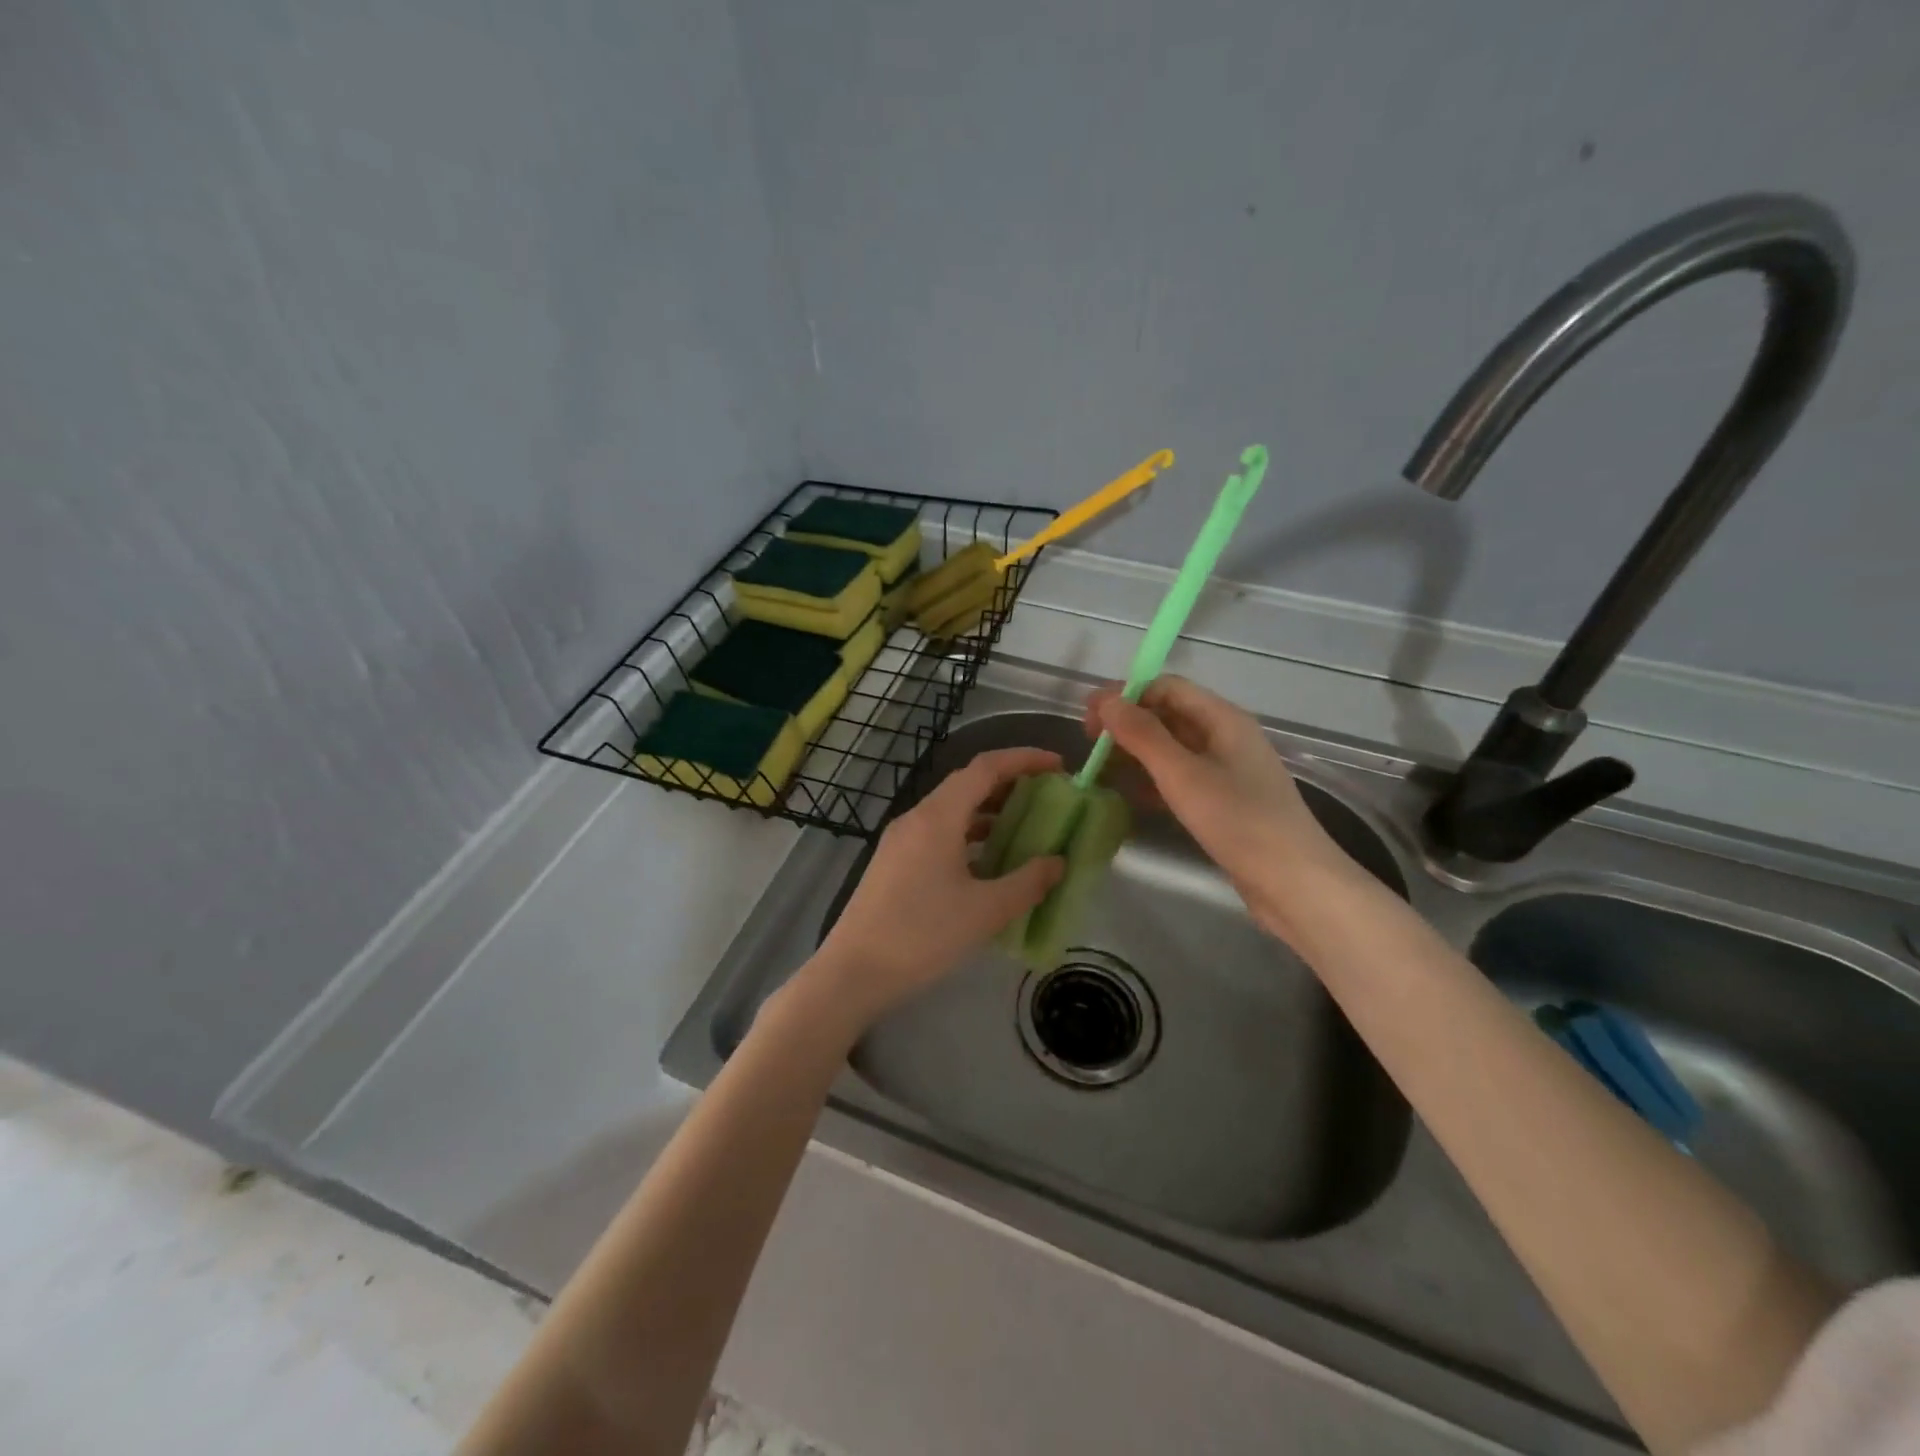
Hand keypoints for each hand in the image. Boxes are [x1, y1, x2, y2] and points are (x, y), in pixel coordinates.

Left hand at [803, 747, 1066, 1031]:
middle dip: (1009, 784)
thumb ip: (1028, 882)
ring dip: (988, 812)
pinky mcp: (893, 862)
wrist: (854, 972)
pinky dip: (968, 835)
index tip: (1058, 766)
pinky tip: (987, 861)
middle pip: (967, 784)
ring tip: (1024, 827)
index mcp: (938, 817)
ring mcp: (900, 839)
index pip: (985, 768)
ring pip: (951, 810)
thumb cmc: (922, 935)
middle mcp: (916, 818)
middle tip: (1046, 797)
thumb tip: (1057, 862)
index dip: (1024, 759)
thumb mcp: (985, 911)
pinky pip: (938, 832)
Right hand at [1086, 676, 1372, 939]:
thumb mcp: (1183, 775)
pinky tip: (1128, 796)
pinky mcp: (1224, 802)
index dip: (1126, 695)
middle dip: (1127, 724)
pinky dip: (1152, 780)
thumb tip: (1106, 700)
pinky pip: (1180, 778)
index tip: (1090, 718)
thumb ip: (1142, 735)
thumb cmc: (1239, 821)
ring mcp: (1226, 771)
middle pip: (1169, 715)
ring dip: (1136, 753)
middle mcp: (1226, 737)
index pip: (1167, 687)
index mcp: (1223, 719)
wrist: (1294, 884)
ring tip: (1100, 770)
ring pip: (1172, 749)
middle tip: (1089, 746)